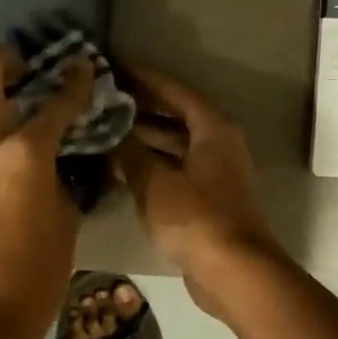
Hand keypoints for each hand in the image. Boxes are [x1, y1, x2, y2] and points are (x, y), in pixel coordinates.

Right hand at [114, 60, 283, 313]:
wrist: (234, 273)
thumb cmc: (195, 219)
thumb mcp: (154, 182)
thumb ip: (130, 152)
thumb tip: (110, 131)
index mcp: (213, 129)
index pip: (175, 91)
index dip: (144, 77)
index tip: (114, 65)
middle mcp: (219, 145)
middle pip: (176, 116)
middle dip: (141, 107)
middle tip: (103, 97)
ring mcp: (215, 174)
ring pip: (175, 145)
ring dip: (144, 138)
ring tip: (105, 129)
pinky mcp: (208, 200)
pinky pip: (175, 170)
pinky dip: (151, 165)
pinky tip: (120, 168)